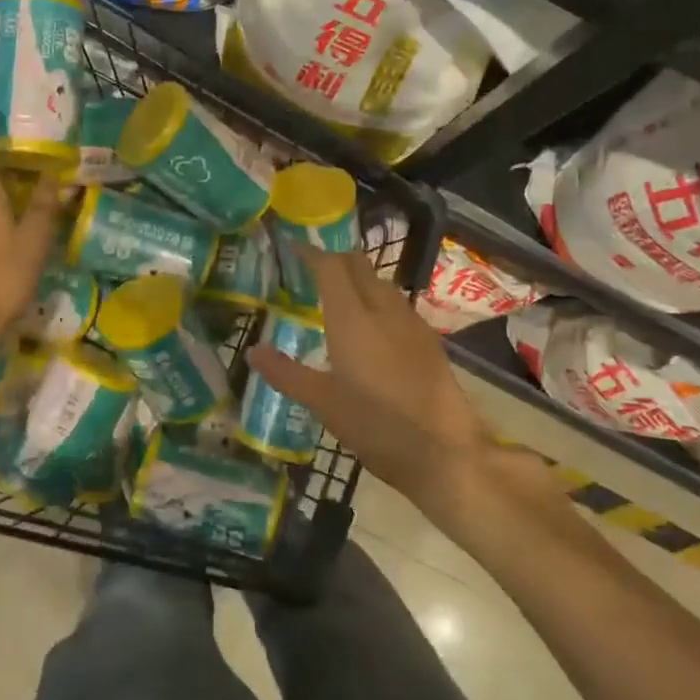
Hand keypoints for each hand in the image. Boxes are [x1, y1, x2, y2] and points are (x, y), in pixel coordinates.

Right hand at [246, 248, 558, 532]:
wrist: (445, 451)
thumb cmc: (376, 426)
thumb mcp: (323, 403)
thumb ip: (287, 373)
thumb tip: (254, 351)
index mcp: (353, 319)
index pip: (331, 266)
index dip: (310, 252)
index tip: (292, 247)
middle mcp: (384, 310)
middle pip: (359, 266)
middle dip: (334, 259)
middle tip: (310, 270)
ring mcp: (411, 323)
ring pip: (381, 283)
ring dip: (358, 279)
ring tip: (336, 296)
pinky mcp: (428, 340)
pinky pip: (396, 304)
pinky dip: (376, 300)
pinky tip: (370, 326)